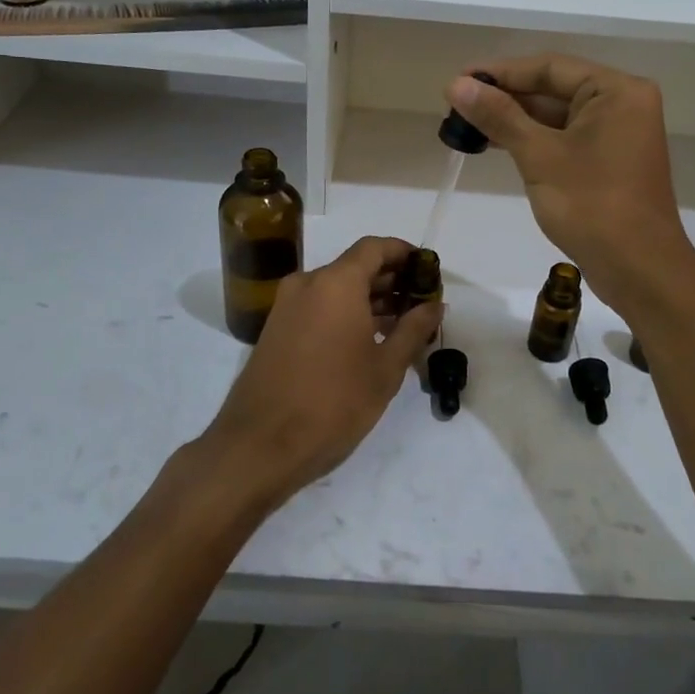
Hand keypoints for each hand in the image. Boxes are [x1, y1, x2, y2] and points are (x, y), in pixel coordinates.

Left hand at [201, 236, 441, 514]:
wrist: (260, 446)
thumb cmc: (333, 403)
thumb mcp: (385, 369)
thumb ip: (413, 330)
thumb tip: (435, 305)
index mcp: (336, 283)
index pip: (374, 247)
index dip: (403, 252)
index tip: (427, 269)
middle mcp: (307, 284)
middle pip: (354, 266)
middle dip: (389, 279)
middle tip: (420, 301)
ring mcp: (286, 306)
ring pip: (335, 288)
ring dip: (367, 298)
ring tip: (400, 324)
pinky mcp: (275, 329)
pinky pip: (317, 307)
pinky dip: (344, 313)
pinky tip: (366, 340)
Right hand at [446, 55, 694, 317]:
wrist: (639, 270)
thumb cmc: (592, 206)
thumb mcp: (540, 156)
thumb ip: (499, 116)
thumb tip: (457, 84)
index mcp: (617, 91)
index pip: (549, 68)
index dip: (500, 73)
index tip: (458, 82)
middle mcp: (622, 104)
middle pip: (554, 89)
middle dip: (505, 97)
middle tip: (456, 105)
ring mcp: (618, 134)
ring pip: (557, 116)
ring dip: (515, 120)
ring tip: (467, 125)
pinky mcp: (609, 161)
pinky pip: (565, 138)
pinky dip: (533, 140)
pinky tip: (497, 143)